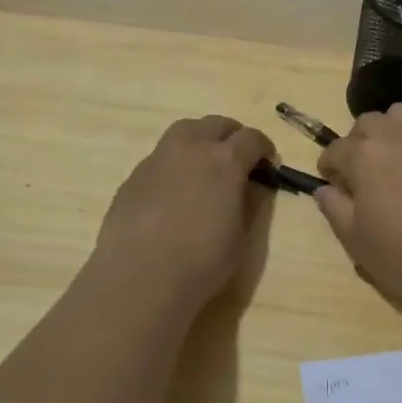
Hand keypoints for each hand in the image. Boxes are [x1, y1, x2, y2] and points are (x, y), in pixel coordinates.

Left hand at [89, 116, 276, 309]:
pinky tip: (173, 191)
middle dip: (232, 136)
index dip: (263, 148)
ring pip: (184, 130)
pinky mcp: (134, 175)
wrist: (138, 278)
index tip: (266, 163)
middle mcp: (191, 148)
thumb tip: (248, 187)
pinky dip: (174, 163)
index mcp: (225, 161)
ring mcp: (158, 158)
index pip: (252, 138)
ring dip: (200, 139)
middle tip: (237, 157)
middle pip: (216, 124)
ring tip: (204, 163)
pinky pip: (160, 156)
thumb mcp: (240, 238)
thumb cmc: (200, 262)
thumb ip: (247, 204)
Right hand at [314, 104, 401, 329]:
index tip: (332, 183)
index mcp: (363, 153)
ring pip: (400, 117)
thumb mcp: (354, 238)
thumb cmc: (401, 254)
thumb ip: (334, 208)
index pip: (335, 150)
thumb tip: (326, 189)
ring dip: (389, 132)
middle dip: (358, 142)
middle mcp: (395, 135)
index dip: (329, 167)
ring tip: (391, 161)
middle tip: (361, 172)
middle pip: (367, 123)